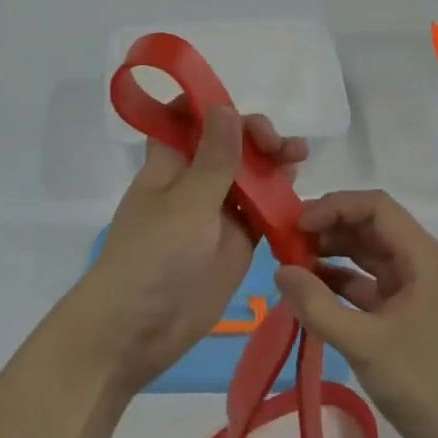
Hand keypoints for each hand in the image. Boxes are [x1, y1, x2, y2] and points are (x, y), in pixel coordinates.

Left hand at [63, 104, 307, 393]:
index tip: (239, 107)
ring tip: (298, 156)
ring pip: (249, 174)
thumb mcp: (186, 204)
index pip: (186, 118)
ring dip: (273, 162)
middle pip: (227, 143)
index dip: (211, 106)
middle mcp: (194, 180)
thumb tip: (225, 106)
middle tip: (277, 145)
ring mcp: (216, 211)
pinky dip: (280, 200)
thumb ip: (214, 159)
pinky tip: (299, 191)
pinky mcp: (235, 241)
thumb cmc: (152, 258)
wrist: (138, 331)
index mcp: (170, 162)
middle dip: (253, 134)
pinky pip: (261, 211)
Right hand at [276, 190, 437, 437]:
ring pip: (369, 253)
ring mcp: (417, 289)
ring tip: (293, 264)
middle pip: (371, 226)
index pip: (376, 207)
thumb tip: (280, 271)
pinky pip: (370, 283)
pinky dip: (341, 281)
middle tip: (286, 243)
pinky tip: (312, 292)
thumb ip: (317, 305)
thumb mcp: (364, 344)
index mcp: (423, 258)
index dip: (334, 207)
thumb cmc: (424, 385)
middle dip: (329, 227)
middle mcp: (423, 263)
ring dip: (333, 253)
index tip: (297, 225)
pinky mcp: (409, 313)